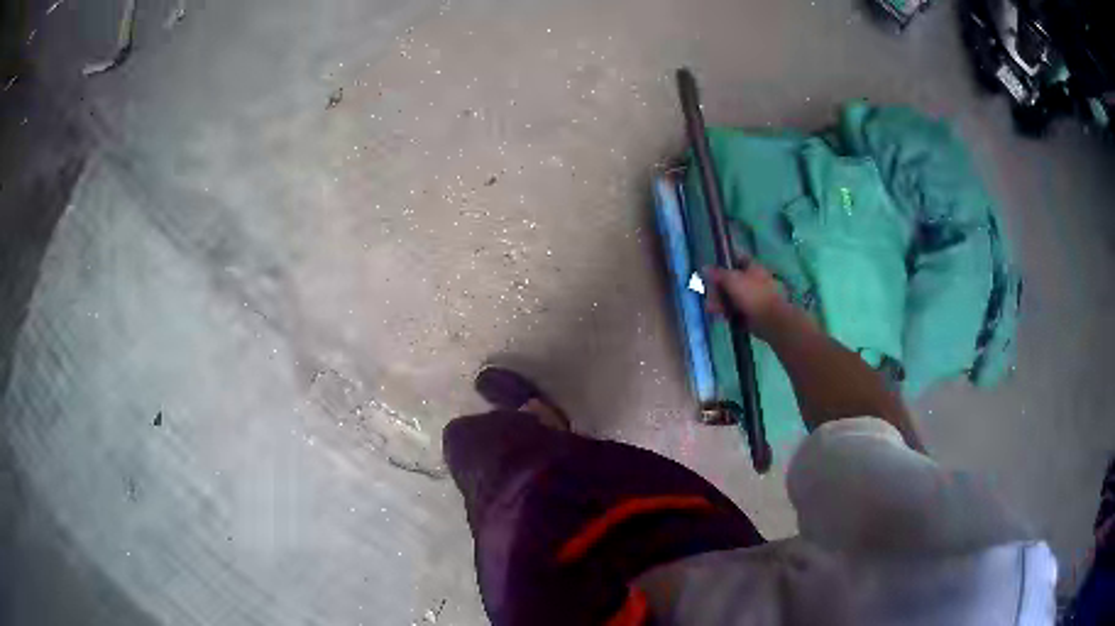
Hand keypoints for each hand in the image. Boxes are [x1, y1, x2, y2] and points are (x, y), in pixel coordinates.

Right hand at [704, 262, 795, 340]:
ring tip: (712, 309)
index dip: (725, 263)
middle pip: (732, 281)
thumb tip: (705, 267)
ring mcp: (754, 298)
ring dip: (721, 303)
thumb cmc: (752, 295)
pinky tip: (723, 317)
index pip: (737, 259)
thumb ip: (717, 273)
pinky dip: (730, 314)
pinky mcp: (753, 314)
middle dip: (718, 289)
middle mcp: (755, 281)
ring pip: (733, 298)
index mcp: (753, 267)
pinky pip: (738, 311)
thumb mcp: (732, 280)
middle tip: (709, 295)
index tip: (713, 271)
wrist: (771, 320)